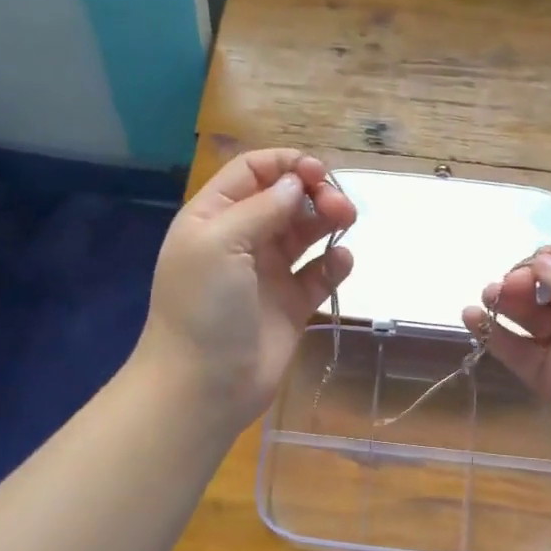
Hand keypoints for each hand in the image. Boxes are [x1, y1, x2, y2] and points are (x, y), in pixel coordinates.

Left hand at [136, 149, 354, 430]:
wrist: (203, 385)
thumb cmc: (203, 307)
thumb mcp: (219, 243)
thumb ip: (261, 208)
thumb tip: (296, 183)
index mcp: (214, 217)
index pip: (252, 172)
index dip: (286, 164)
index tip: (318, 172)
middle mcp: (242, 239)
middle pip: (285, 198)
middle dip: (314, 192)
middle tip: (339, 205)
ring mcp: (268, 273)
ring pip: (305, 232)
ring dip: (328, 220)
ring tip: (347, 220)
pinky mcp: (292, 305)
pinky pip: (319, 273)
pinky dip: (334, 262)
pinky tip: (342, 260)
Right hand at [463, 239, 550, 492]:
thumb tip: (540, 263)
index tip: (535, 260)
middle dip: (530, 278)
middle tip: (506, 284)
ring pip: (533, 314)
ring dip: (509, 301)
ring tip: (488, 296)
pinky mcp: (549, 377)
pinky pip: (517, 349)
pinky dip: (494, 333)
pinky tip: (473, 319)